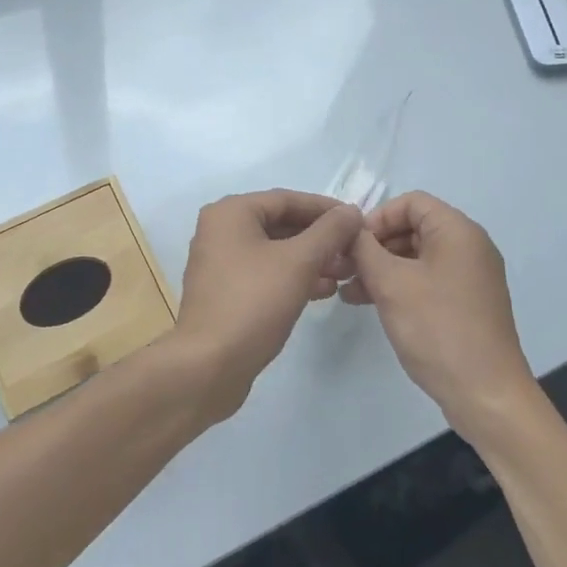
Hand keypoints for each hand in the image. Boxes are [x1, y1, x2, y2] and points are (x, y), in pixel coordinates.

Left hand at [169, 190, 362, 421]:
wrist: (209, 367)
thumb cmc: (253, 303)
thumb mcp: (299, 262)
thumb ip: (329, 232)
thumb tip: (351, 210)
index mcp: (231, 212)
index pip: (287, 199)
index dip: (326, 209)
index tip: (358, 221)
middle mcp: (221, 230)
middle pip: (281, 224)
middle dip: (320, 238)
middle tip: (354, 251)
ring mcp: (221, 263)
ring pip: (275, 251)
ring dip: (312, 259)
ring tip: (346, 273)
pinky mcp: (226, 292)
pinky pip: (266, 273)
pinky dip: (294, 277)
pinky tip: (324, 291)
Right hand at [345, 191, 538, 444]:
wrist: (487, 395)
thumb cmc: (437, 329)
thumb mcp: (391, 284)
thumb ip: (364, 249)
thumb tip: (350, 229)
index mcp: (458, 231)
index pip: (410, 202)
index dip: (377, 217)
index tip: (352, 244)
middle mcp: (469, 246)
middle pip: (413, 228)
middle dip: (376, 245)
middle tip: (344, 269)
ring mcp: (470, 277)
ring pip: (417, 256)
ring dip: (382, 268)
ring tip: (349, 291)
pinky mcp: (467, 304)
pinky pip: (428, 280)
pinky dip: (400, 286)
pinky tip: (370, 303)